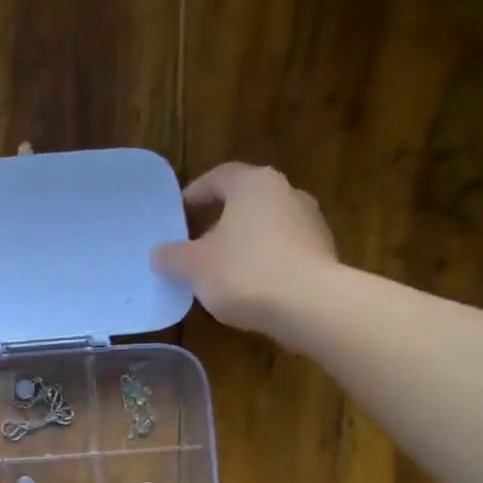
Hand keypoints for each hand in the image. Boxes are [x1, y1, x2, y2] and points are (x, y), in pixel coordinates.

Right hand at [151, 163, 340, 339]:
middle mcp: (287, 193)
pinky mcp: (322, 253)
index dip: (194, 195)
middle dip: (217, 222)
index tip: (176, 215)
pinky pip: (281, 251)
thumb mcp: (194, 266)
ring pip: (264, 227)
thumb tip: (160, 253)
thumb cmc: (244, 272)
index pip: (218, 177)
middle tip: (193, 246)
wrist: (310, 305)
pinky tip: (247, 288)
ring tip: (218, 271)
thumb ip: (172, 256)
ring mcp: (310, 222)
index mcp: (254, 184)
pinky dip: (262, 262)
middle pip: (244, 202)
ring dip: (240, 244)